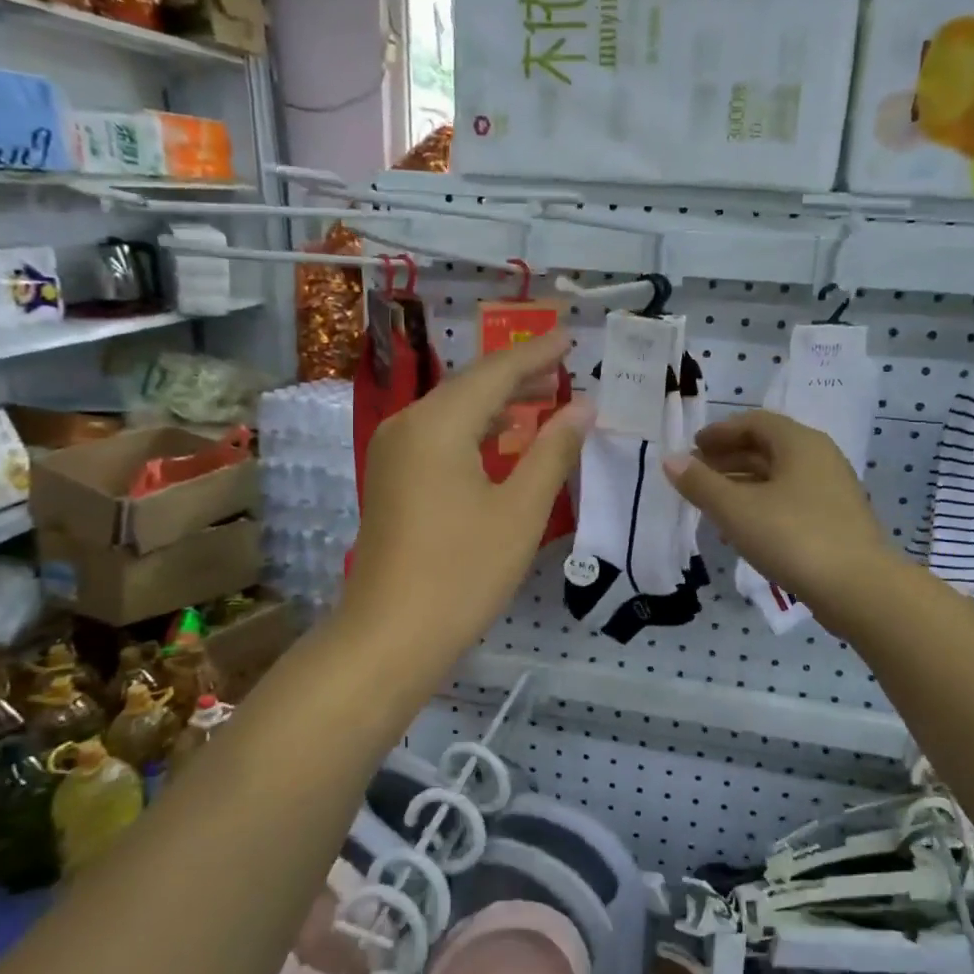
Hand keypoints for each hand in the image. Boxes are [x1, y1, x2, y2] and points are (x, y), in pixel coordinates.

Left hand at [340, 328, 592, 680]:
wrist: (390, 636)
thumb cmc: (462, 572)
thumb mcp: (520, 510)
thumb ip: (553, 450)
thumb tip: (583, 406)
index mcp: (437, 424)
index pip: (494, 372)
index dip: (536, 354)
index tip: (570, 337)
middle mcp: (407, 426)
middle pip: (469, 386)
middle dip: (517, 374)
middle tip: (564, 365)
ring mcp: (392, 453)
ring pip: (452, 411)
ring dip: (497, 402)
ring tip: (542, 396)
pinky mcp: (390, 479)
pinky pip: (438, 437)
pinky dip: (474, 430)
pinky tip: (502, 439)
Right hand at [664, 410, 891, 629]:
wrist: (859, 589)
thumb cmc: (792, 537)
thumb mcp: (736, 509)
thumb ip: (700, 483)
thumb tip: (670, 459)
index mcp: (799, 443)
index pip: (754, 422)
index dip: (719, 432)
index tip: (692, 448)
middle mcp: (819, 458)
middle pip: (767, 447)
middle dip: (728, 458)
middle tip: (695, 475)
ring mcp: (831, 490)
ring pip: (778, 476)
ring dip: (742, 483)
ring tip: (710, 502)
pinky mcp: (834, 520)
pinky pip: (790, 499)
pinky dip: (761, 503)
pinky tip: (741, 527)